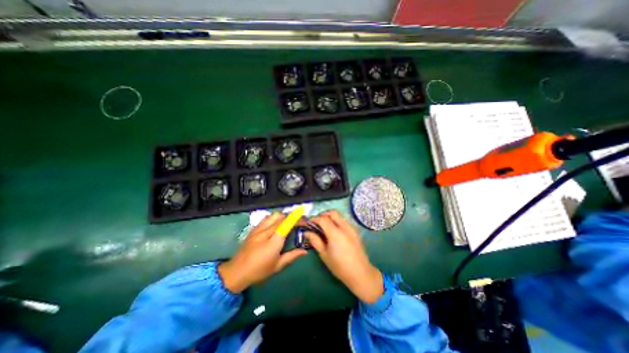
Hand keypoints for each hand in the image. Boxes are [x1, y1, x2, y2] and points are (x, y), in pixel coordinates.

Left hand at [218, 214, 307, 293]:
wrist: (236, 272)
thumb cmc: (258, 271)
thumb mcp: (277, 266)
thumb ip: (292, 256)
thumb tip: (305, 251)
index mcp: (273, 242)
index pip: (287, 224)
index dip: (297, 219)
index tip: (304, 220)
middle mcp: (266, 232)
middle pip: (281, 217)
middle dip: (292, 217)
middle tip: (298, 222)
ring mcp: (258, 229)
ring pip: (273, 215)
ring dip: (283, 216)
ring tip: (288, 222)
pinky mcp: (254, 229)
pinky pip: (266, 218)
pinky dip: (274, 218)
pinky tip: (276, 224)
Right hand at [305, 210, 383, 303]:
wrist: (360, 273)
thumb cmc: (340, 266)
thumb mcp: (324, 254)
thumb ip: (315, 241)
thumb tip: (307, 232)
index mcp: (335, 233)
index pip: (323, 219)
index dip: (314, 219)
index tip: (309, 223)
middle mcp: (344, 227)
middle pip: (333, 213)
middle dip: (323, 215)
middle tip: (317, 223)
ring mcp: (351, 228)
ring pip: (340, 216)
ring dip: (331, 218)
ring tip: (325, 227)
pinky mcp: (355, 231)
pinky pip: (344, 221)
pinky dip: (337, 222)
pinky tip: (334, 232)